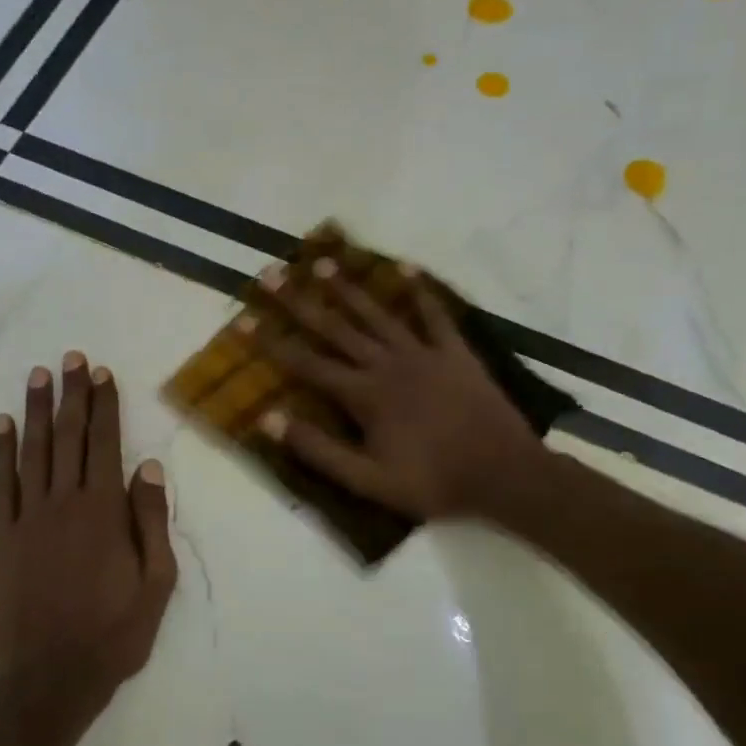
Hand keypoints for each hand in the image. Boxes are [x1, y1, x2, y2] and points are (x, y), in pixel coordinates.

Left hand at [0, 353, 177, 731]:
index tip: (103, 374)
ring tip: (38, 376)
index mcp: (104, 512)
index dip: (104, 406)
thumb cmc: (114, 634)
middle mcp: (64, 503)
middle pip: (67, 437)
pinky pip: (0, 485)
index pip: (105, 444)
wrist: (49, 679)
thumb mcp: (156, 583)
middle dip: (71, 395)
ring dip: (35, 411)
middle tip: (72, 359)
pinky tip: (2, 426)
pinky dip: (0, 452)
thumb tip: (148, 468)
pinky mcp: (1, 538)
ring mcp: (27, 519)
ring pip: (32, 452)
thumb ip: (151, 521)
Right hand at [258, 264, 544, 520]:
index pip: (307, 364)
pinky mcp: (455, 352)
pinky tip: (407, 268)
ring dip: (349, 289)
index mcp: (364, 395)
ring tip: (324, 263)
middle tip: (272, 273)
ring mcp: (424, 353)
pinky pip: (435, 315)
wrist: (502, 473)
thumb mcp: (368, 480)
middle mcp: (388, 364)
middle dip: (300, 302)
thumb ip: (318, 450)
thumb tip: (269, 420)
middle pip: (336, 328)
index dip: (272, 342)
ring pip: (378, 314)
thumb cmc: (432, 482)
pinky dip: (421, 291)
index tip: (243, 320)